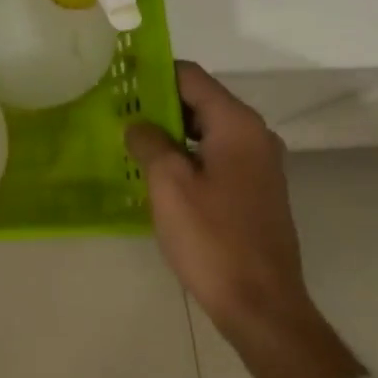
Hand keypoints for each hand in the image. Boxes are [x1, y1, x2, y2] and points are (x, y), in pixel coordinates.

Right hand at [126, 62, 364, 377]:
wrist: (261, 304)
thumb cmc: (212, 238)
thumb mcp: (168, 184)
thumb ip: (149, 142)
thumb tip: (138, 124)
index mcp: (237, 125)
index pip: (191, 77)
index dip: (153, 72)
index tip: (118, 79)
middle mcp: (255, 136)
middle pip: (201, 101)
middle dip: (158, 102)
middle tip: (116, 111)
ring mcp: (259, 164)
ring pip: (207, 130)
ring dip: (170, 130)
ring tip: (129, 139)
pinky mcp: (255, 190)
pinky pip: (215, 155)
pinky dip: (187, 153)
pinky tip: (157, 171)